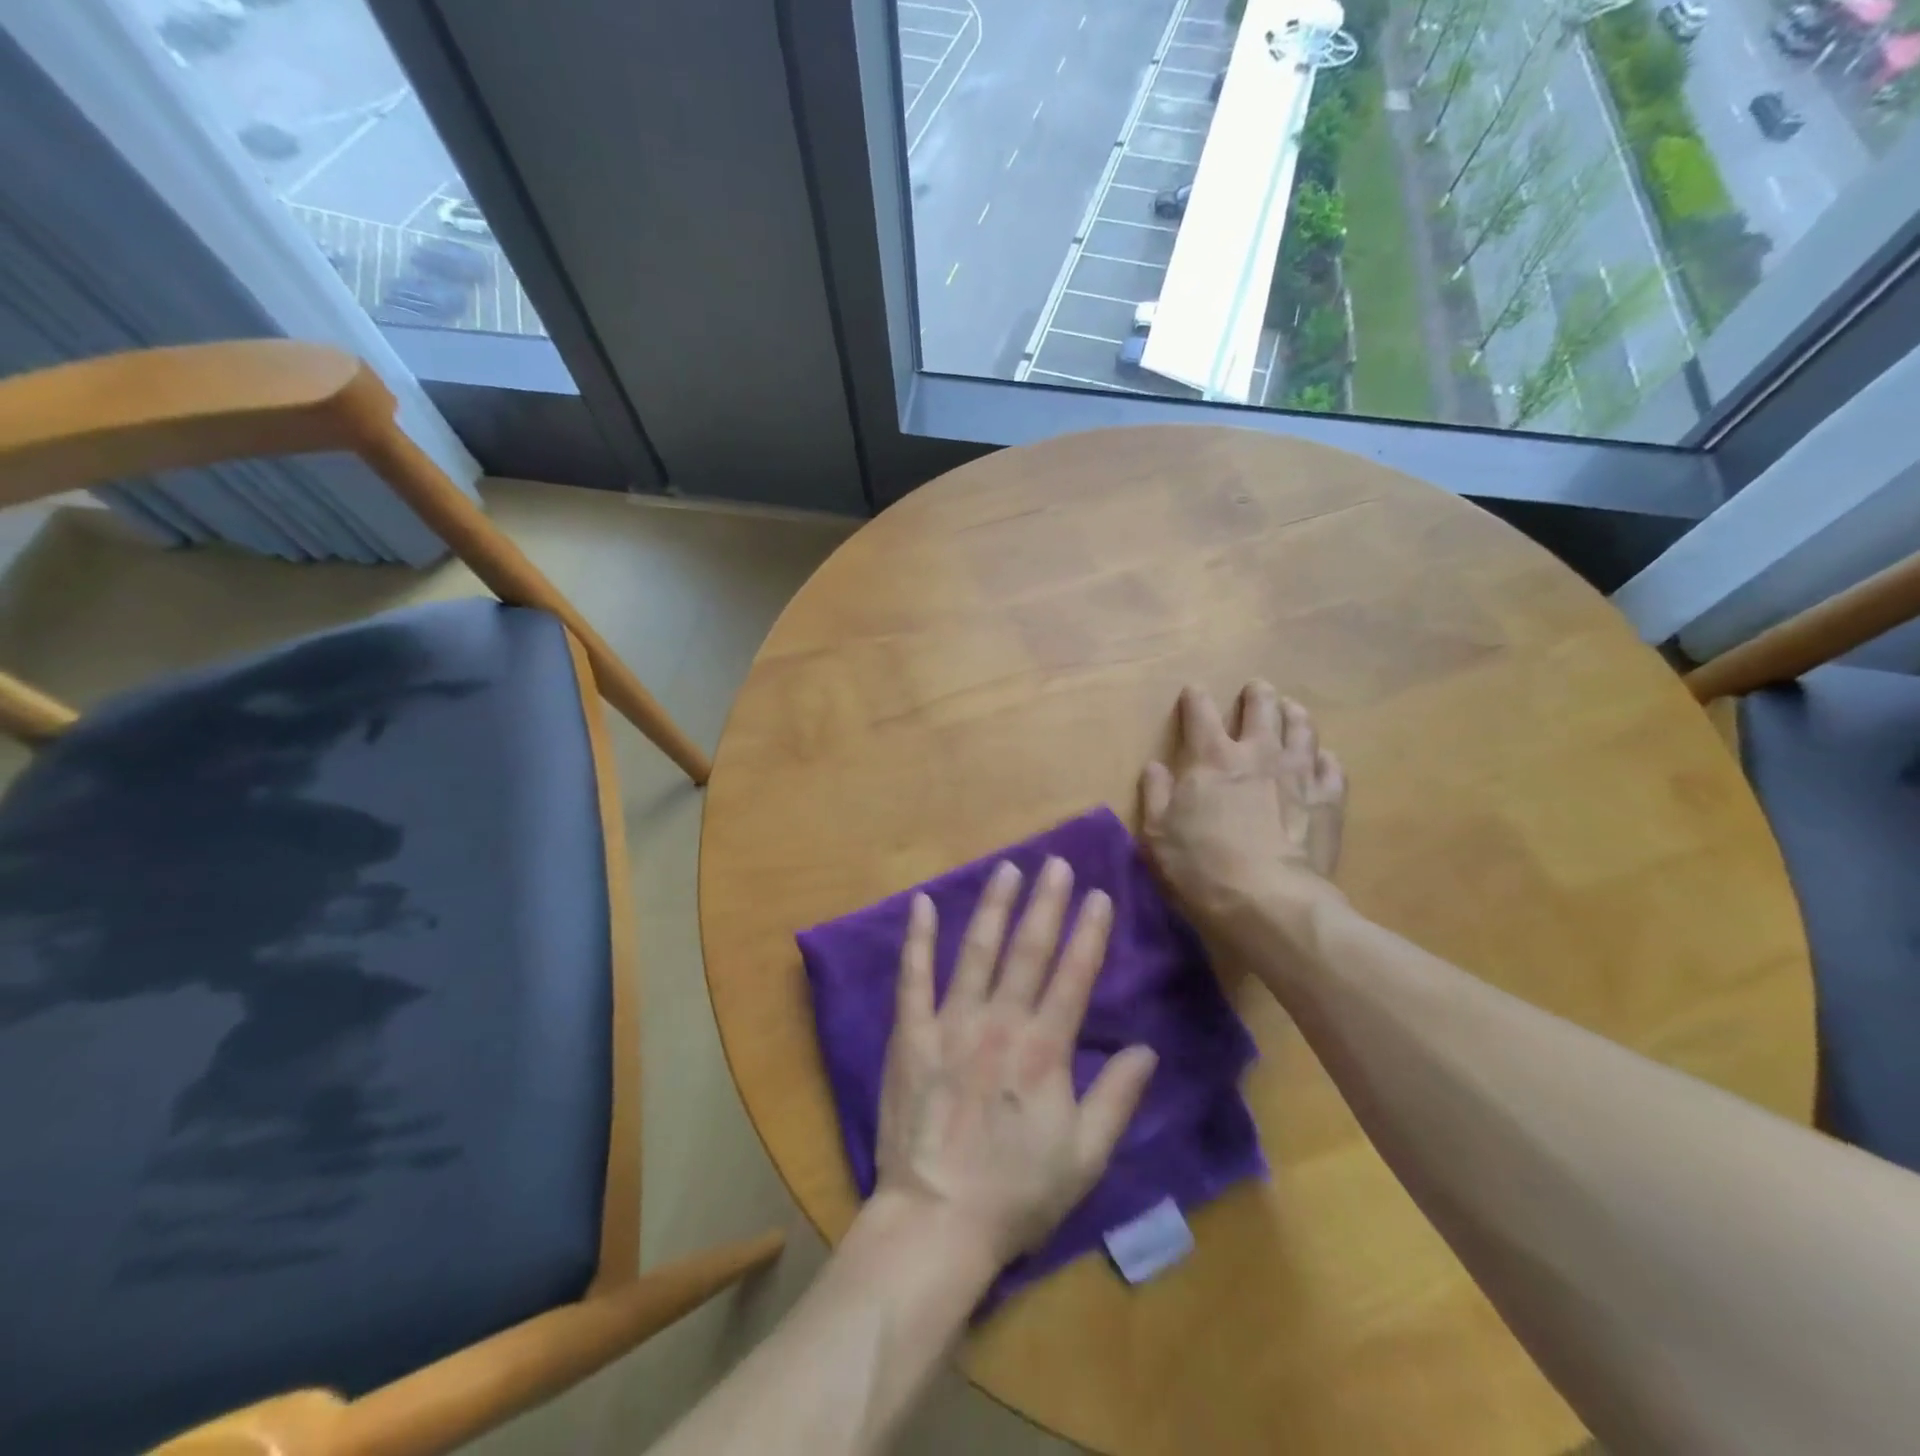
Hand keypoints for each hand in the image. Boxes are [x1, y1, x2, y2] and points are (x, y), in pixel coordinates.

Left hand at [872, 857, 1158, 1269]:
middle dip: (1046, 903)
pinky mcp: (910, 1034)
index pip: (1074, 976)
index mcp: (1044, 1050)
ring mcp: (950, 1024)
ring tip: (1007, 868)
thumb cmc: (1016, 1193)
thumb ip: (1116, 1098)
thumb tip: (1147, 1049)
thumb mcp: (1084, 1156)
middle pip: (1028, 950)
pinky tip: (921, 903)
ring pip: (976, 951)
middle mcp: (1000, 1023)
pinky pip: (912, 978)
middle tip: (1056, 863)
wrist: (937, 1221)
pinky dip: (916, 939)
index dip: (1089, 932)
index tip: (1099, 894)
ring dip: (993, 906)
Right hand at [1139, 682, 1346, 939]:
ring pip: (1302, 728)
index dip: (1195, 698)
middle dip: (1256, 695)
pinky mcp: (1328, 800)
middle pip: (1261, 708)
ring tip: (1291, 710)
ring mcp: (1299, 774)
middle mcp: (1258, 754)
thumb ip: (1156, 794)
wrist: (1268, 901)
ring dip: (1294, 715)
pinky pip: (1332, 767)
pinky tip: (1322, 759)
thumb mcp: (1158, 833)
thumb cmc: (1201, 866)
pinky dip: (1324, 758)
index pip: (1201, 713)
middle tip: (1256, 689)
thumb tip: (1156, 766)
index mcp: (1212, 758)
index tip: (1193, 691)